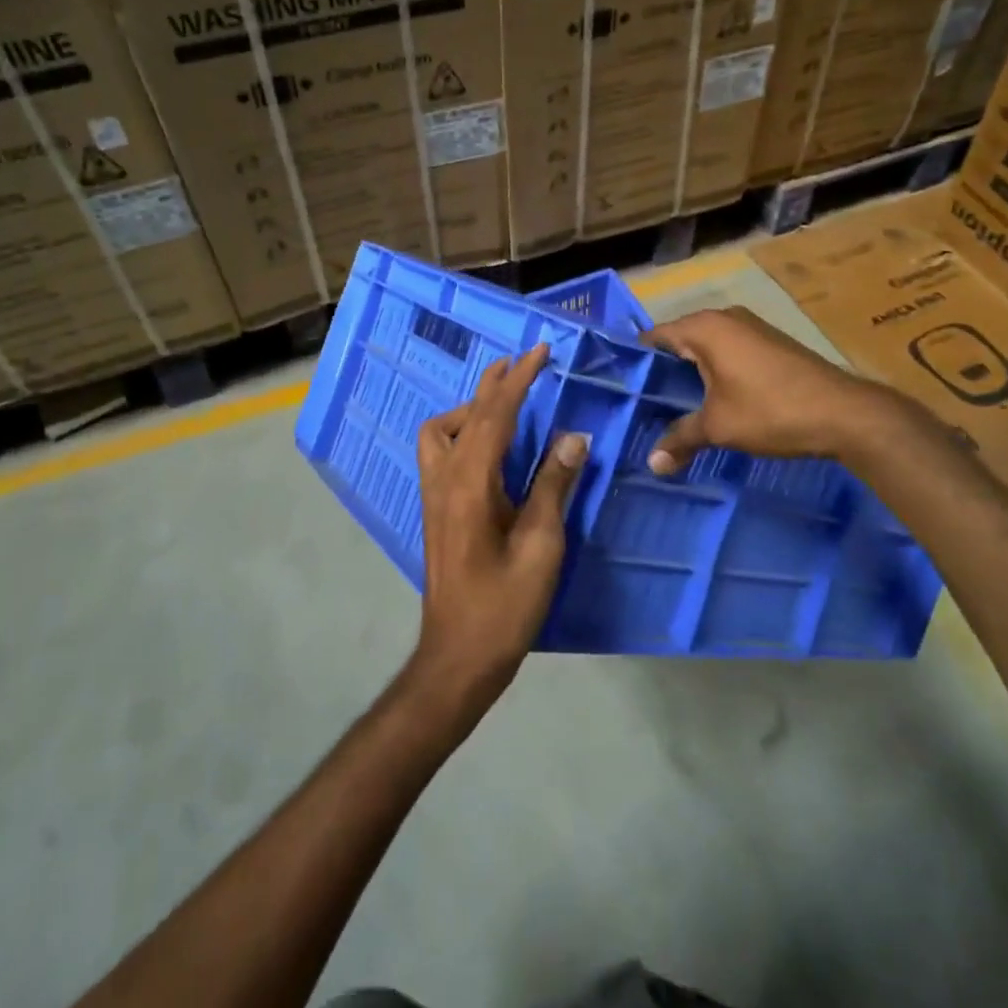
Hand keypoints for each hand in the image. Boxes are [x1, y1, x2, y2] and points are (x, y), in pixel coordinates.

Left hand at [410, 344, 587, 727]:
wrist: (458, 656)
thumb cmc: (504, 606)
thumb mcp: (541, 545)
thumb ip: (553, 485)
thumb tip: (573, 436)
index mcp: (470, 483)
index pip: (495, 416)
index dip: (519, 380)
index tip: (540, 351)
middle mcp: (444, 479)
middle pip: (465, 415)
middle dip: (495, 385)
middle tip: (524, 363)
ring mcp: (434, 495)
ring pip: (443, 431)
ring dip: (473, 408)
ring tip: (507, 403)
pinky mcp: (436, 509)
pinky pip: (442, 451)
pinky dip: (465, 431)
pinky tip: (490, 445)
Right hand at [640, 306, 916, 473]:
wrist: (846, 413)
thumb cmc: (771, 411)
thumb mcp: (719, 427)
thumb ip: (680, 439)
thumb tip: (651, 465)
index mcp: (704, 328)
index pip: (654, 336)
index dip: (635, 361)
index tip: (619, 386)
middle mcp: (725, 318)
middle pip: (679, 341)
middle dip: (661, 371)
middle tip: (640, 402)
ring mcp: (751, 328)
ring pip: (706, 348)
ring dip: (689, 373)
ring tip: (669, 405)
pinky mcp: (770, 343)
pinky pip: (728, 352)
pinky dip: (714, 372)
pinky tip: (709, 400)